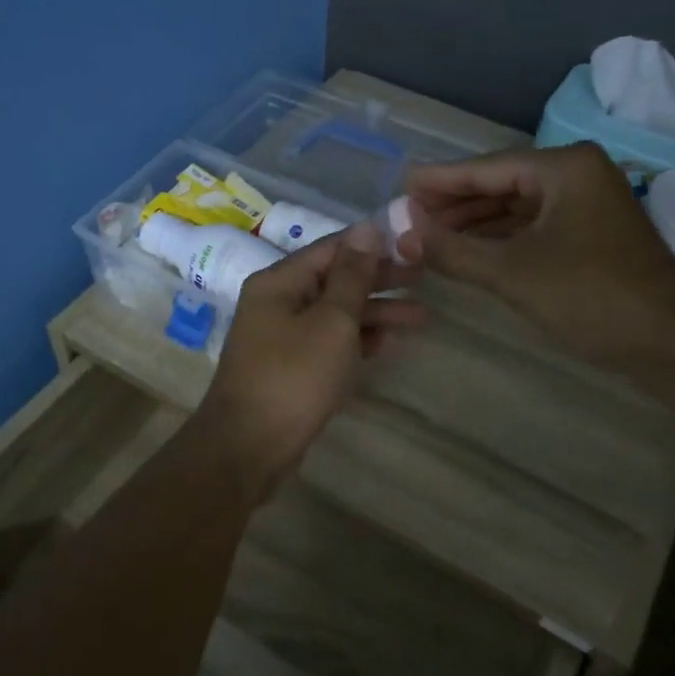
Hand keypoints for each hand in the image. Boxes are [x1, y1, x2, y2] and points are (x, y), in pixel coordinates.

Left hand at [191, 221, 424, 489]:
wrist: (249, 447)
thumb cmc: (293, 377)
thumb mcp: (331, 321)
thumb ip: (352, 276)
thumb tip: (367, 228)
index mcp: (279, 282)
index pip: (331, 248)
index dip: (373, 245)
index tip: (412, 246)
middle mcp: (277, 303)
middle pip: (334, 281)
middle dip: (379, 281)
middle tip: (424, 279)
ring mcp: (282, 338)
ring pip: (335, 315)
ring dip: (376, 315)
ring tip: (422, 318)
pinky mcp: (290, 369)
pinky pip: (329, 344)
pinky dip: (358, 342)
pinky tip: (392, 344)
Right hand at [398, 143, 674, 367]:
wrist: (671, 342)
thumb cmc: (590, 296)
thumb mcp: (512, 273)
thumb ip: (453, 251)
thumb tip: (402, 236)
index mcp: (564, 168)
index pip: (487, 168)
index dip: (439, 180)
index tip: (400, 186)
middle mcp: (577, 175)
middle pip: (501, 184)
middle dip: (454, 204)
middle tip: (408, 217)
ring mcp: (587, 204)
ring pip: (516, 207)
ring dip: (474, 223)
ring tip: (428, 236)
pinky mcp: (591, 234)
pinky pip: (533, 226)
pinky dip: (500, 239)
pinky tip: (469, 251)